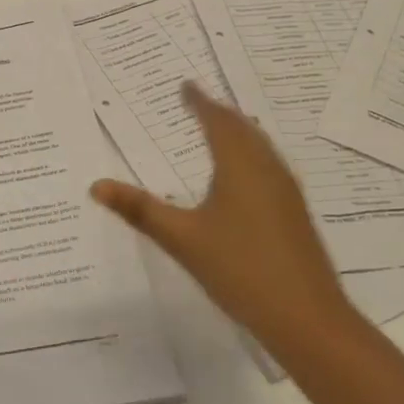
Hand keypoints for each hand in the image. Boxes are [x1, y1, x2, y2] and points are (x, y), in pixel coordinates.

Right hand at [91, 83, 354, 354]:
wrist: (307, 318)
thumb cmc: (240, 269)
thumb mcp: (182, 239)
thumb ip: (139, 210)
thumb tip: (96, 186)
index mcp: (240, 166)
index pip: (217, 120)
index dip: (200, 101)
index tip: (185, 85)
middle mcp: (267, 169)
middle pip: (243, 128)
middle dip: (220, 112)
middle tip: (198, 102)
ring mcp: (286, 191)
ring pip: (260, 146)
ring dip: (239, 131)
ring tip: (220, 128)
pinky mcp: (295, 213)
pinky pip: (269, 165)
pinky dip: (251, 153)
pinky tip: (244, 176)